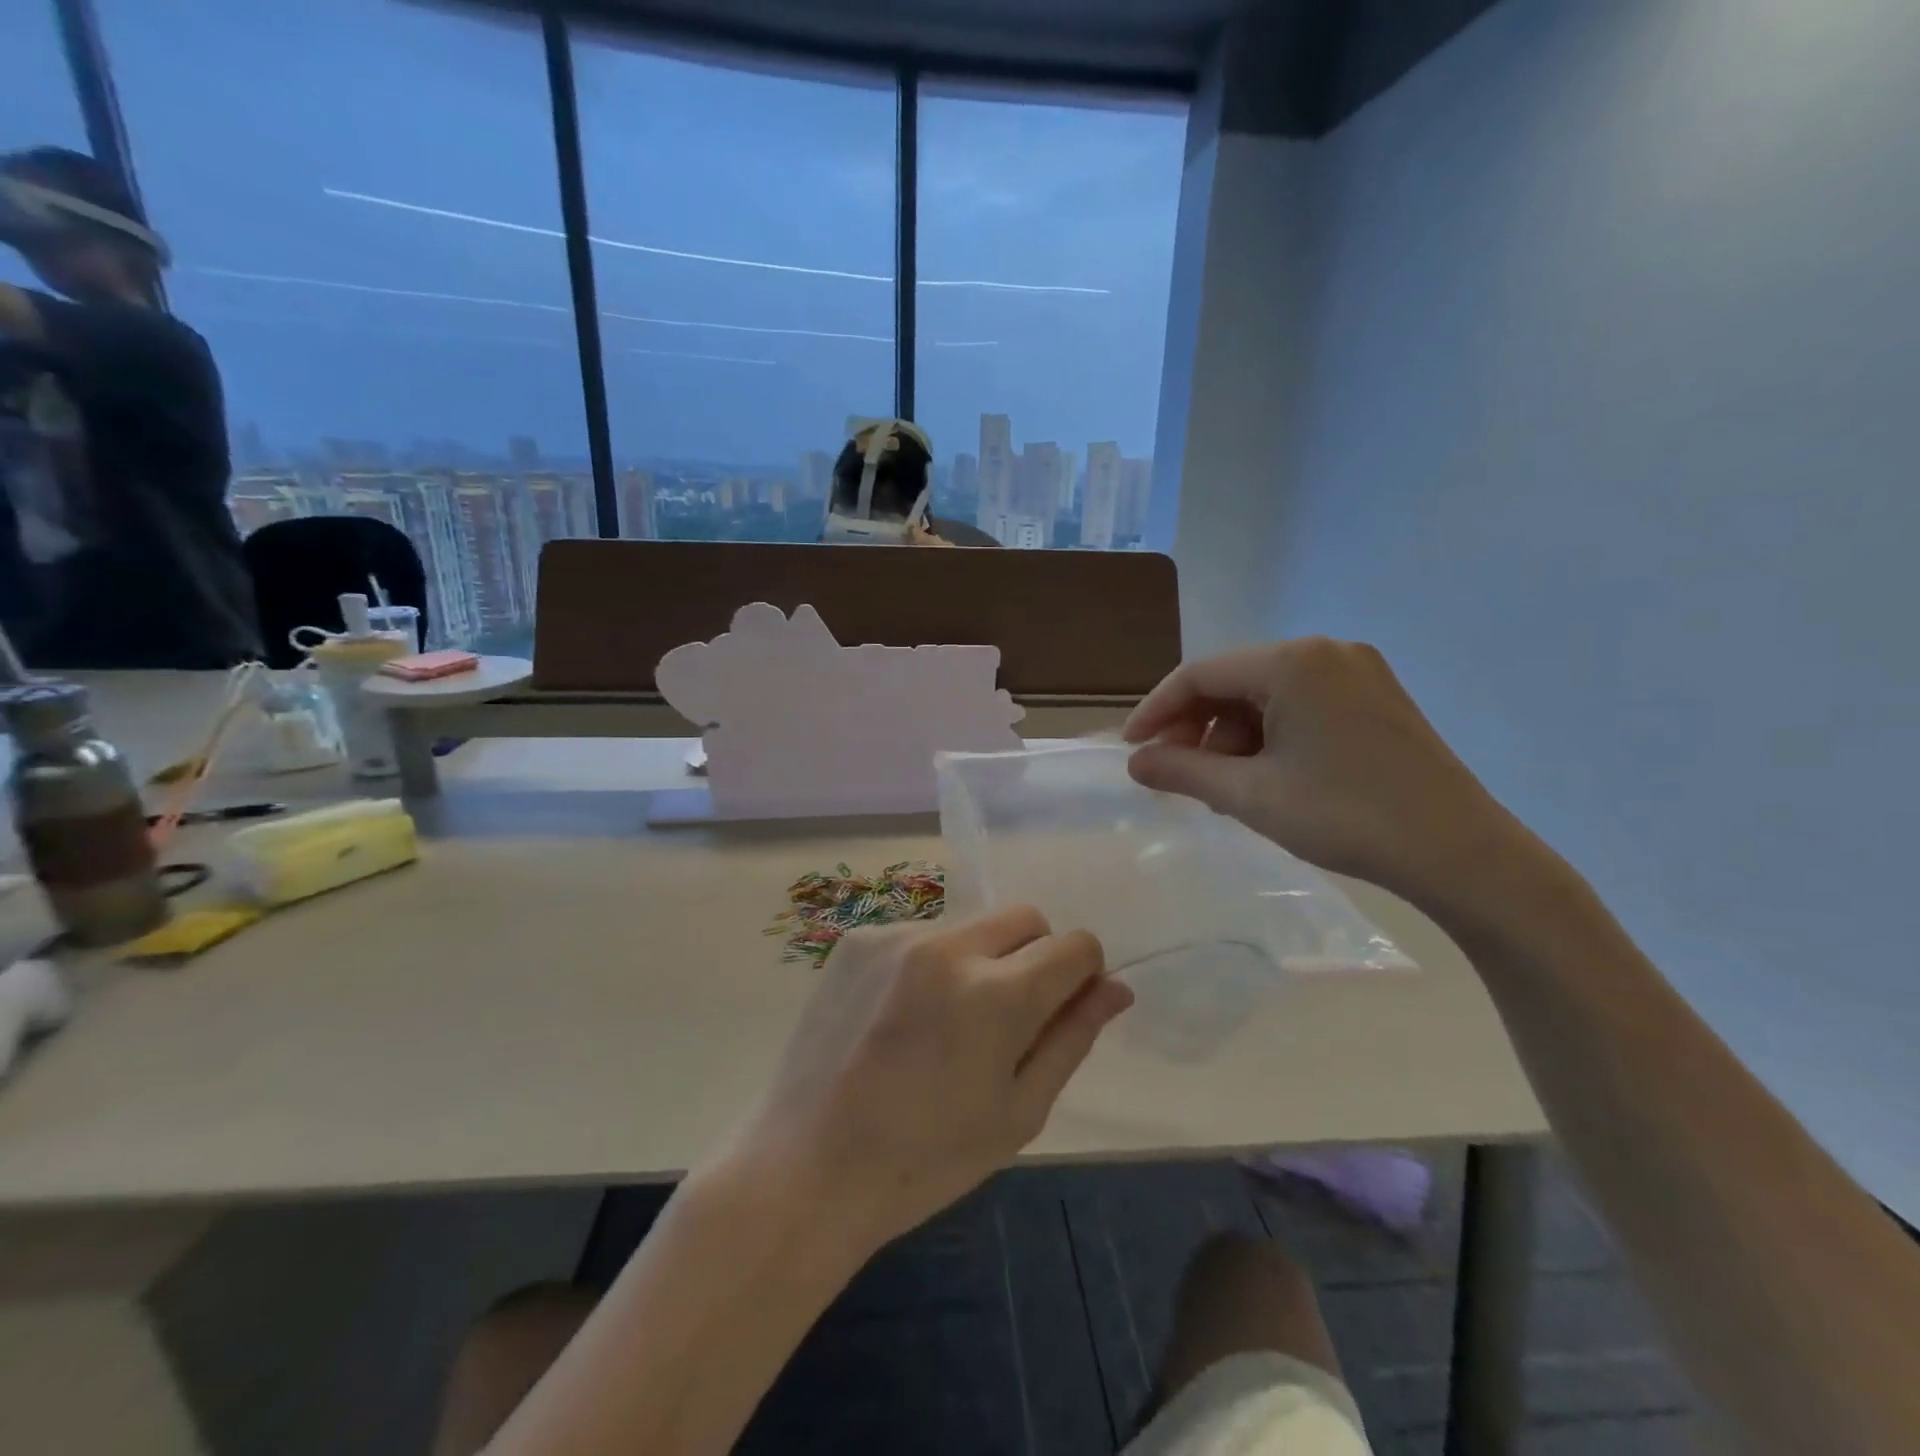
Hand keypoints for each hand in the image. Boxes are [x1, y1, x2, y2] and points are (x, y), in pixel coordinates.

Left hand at [737, 907, 1131, 1251]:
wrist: (807, 1167)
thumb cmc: (926, 1159)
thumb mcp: (1018, 1111)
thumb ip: (1072, 1037)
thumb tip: (1116, 987)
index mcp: (995, 994)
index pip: (1074, 943)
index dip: (1083, 973)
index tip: (1063, 1008)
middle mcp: (947, 946)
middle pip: (1025, 918)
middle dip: (1035, 956)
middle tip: (1006, 1019)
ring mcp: (895, 936)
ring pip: (971, 925)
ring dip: (980, 959)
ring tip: (946, 1024)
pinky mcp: (857, 939)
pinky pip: (921, 934)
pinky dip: (931, 964)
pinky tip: (902, 1017)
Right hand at [1122, 639, 1538, 915]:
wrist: (1461, 853)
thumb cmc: (1345, 817)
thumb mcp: (1249, 795)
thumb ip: (1181, 770)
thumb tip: (1135, 761)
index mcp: (1292, 662)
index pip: (1199, 674)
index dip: (1155, 711)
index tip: (1131, 750)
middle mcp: (1325, 650)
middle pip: (1233, 680)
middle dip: (1197, 727)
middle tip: (1178, 774)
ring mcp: (1357, 671)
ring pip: (1265, 694)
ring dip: (1232, 735)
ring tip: (1225, 786)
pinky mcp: (1376, 697)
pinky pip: (1300, 704)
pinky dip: (1270, 735)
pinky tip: (1266, 775)